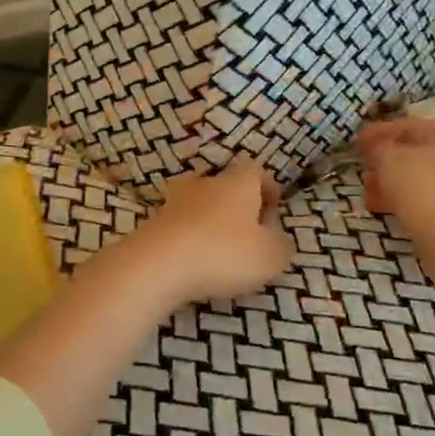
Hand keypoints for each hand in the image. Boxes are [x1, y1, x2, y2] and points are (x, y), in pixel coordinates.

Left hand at [127, 159, 292, 303]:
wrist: (157, 264)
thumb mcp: (270, 256)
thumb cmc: (223, 253)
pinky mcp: (153, 223)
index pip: (256, 170)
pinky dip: (190, 239)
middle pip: (226, 186)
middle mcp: (205, 183)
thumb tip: (277, 240)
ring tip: (220, 251)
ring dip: (211, 223)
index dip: (267, 187)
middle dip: (238, 207)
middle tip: (249, 234)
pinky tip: (194, 262)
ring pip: (200, 205)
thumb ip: (281, 246)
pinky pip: (180, 226)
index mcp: (238, 182)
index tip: (273, 208)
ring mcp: (175, 201)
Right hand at [356, 117, 434, 249]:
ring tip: (368, 193)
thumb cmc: (421, 188)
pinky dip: (406, 198)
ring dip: (391, 182)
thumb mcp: (389, 159)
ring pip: (420, 176)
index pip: (406, 126)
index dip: (377, 133)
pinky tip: (383, 207)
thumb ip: (377, 147)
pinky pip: (429, 195)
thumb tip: (374, 146)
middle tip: (362, 170)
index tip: (355, 143)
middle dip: (384, 161)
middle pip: (415, 151)